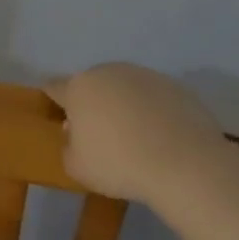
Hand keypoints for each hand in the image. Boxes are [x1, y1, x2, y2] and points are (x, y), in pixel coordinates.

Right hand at [45, 64, 230, 200]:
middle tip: (99, 133)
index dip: (53, 100)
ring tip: (135, 136)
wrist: (185, 163)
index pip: (54, 86)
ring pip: (124, 88)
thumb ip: (68, 145)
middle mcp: (109, 72)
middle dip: (91, 103)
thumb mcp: (76, 167)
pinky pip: (153, 97)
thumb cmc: (119, 164)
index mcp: (79, 87)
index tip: (58, 116)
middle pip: (92, 84)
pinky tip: (160, 136)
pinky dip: (152, 111)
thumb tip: (75, 132)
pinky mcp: (175, 86)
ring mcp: (145, 75)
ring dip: (123, 105)